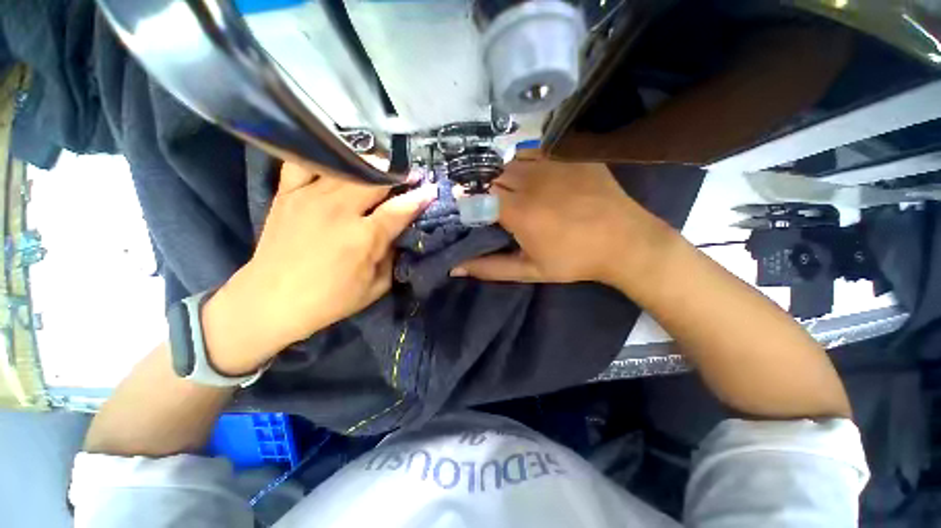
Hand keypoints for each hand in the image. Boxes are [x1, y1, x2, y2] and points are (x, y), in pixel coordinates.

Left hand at [202, 162, 434, 374]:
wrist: (271, 300)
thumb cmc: (330, 300)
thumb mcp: (376, 287)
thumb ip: (392, 257)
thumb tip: (400, 234)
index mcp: (363, 237)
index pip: (400, 209)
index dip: (420, 198)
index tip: (432, 189)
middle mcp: (339, 210)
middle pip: (376, 181)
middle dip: (399, 176)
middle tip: (411, 176)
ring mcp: (310, 197)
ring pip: (349, 169)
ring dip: (371, 167)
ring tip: (383, 167)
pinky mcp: (288, 193)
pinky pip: (306, 163)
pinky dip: (325, 159)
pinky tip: (339, 163)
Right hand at [452, 156, 674, 286]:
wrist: (624, 242)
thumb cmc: (574, 260)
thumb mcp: (530, 271)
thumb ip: (489, 268)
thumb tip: (455, 268)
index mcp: (518, 212)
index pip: (479, 197)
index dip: (475, 205)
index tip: (478, 214)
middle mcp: (530, 182)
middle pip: (494, 177)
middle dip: (490, 192)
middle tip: (500, 208)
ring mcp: (553, 164)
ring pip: (512, 162)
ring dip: (507, 177)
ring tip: (517, 193)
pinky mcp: (570, 155)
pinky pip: (536, 151)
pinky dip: (526, 162)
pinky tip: (534, 177)